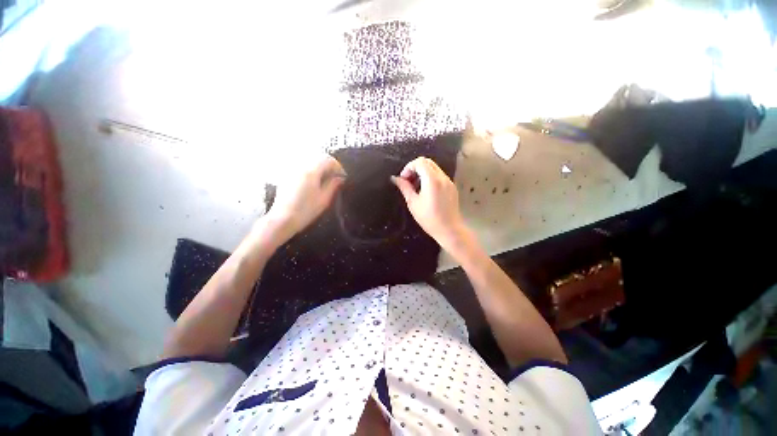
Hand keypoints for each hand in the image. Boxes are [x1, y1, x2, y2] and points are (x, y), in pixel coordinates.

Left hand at [265, 155, 345, 238]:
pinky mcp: (287, 174)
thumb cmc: (306, 210)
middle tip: (336, 176)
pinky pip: (302, 165)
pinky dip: (311, 169)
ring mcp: (292, 169)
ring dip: (320, 166)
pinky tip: (314, 180)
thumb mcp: (324, 199)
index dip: (338, 166)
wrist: (283, 219)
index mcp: (311, 171)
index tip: (342, 176)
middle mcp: (300, 165)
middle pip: (318, 157)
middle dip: (329, 164)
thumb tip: (340, 178)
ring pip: (309, 160)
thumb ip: (333, 185)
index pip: (328, 160)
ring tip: (326, 178)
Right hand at [391, 157, 469, 250]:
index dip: (409, 167)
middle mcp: (442, 177)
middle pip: (428, 162)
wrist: (449, 230)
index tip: (403, 179)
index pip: (420, 162)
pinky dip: (430, 178)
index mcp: (432, 180)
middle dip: (415, 168)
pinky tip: (426, 191)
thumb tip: (395, 178)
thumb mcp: (413, 203)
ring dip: (423, 173)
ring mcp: (449, 181)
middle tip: (408, 181)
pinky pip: (439, 176)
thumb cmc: (429, 218)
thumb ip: (404, 187)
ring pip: (434, 168)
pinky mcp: (452, 187)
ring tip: (416, 187)